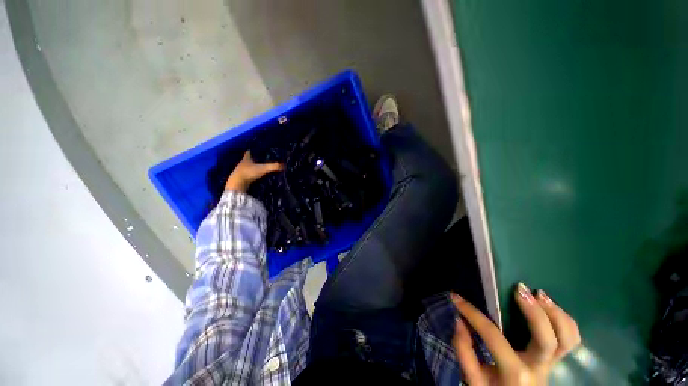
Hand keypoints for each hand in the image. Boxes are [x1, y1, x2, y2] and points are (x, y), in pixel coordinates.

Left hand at [225, 151, 282, 192]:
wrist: (237, 185)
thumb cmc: (248, 173)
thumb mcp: (263, 169)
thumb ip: (273, 166)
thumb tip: (284, 165)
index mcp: (246, 159)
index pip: (249, 152)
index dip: (253, 150)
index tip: (258, 149)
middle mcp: (242, 163)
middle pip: (248, 159)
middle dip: (254, 159)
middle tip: (262, 158)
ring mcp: (240, 171)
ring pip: (248, 167)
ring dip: (253, 167)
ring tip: (261, 167)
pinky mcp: (241, 178)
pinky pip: (248, 174)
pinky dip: (252, 174)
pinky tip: (257, 176)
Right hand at [450, 284, 580, 384]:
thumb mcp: (473, 379)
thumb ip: (464, 351)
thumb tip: (459, 320)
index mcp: (515, 374)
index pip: (493, 337)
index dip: (472, 314)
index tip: (456, 297)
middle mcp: (538, 368)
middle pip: (547, 340)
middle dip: (534, 312)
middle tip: (518, 290)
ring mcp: (552, 364)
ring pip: (568, 339)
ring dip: (555, 313)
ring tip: (539, 294)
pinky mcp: (557, 359)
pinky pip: (571, 339)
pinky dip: (564, 320)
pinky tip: (548, 305)